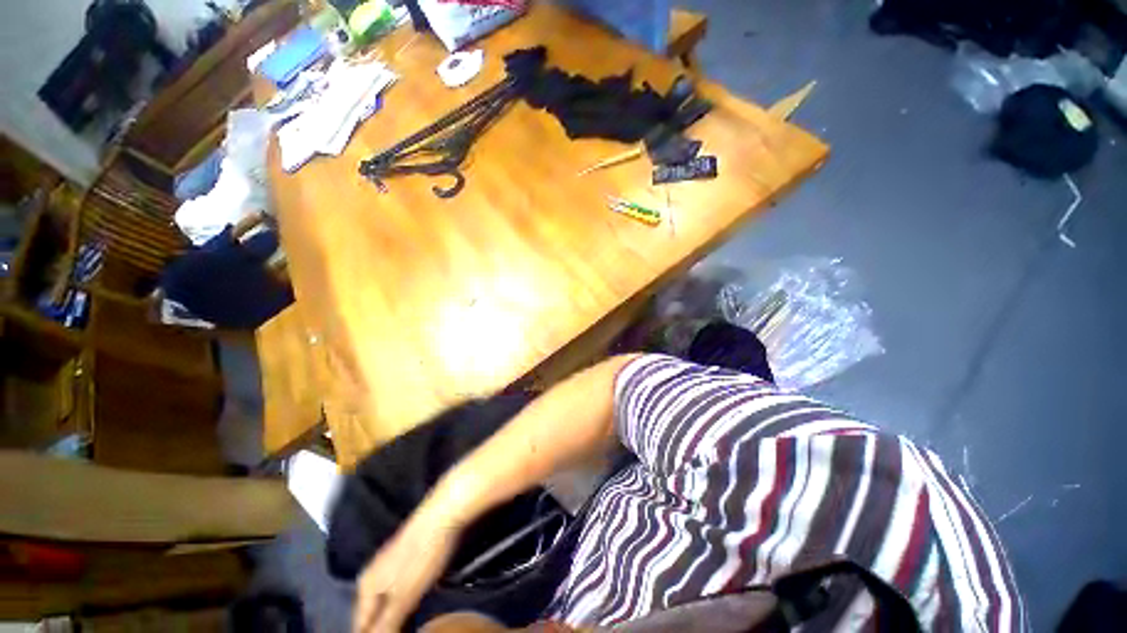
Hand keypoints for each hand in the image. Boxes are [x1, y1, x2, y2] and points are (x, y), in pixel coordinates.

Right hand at [353, 507, 461, 632]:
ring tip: (409, 627)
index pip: (360, 626)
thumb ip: (385, 625)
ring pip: (386, 602)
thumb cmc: (422, 555)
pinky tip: (416, 607)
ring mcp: (390, 564)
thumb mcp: (404, 596)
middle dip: (383, 628)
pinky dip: (404, 603)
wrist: (443, 513)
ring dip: (395, 618)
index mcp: (366, 586)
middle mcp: (373, 575)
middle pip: (372, 615)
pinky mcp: (408, 556)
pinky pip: (399, 589)